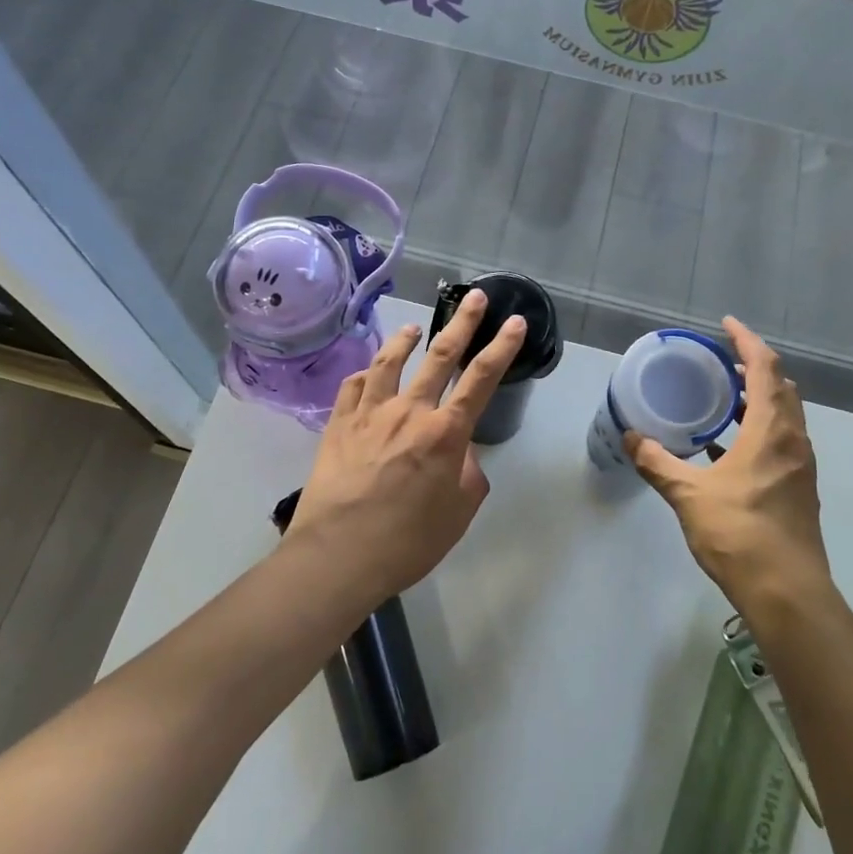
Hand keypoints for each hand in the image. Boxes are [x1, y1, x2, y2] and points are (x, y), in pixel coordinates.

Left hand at [289, 290, 525, 601]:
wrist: (338, 556)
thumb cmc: (407, 542)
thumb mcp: (458, 514)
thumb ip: (467, 474)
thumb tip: (460, 453)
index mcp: (445, 433)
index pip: (481, 378)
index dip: (502, 347)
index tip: (515, 322)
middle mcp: (409, 411)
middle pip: (440, 356)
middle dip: (462, 324)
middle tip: (475, 297)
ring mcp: (369, 413)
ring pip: (390, 362)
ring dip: (406, 340)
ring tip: (415, 327)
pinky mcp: (338, 424)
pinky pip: (353, 386)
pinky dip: (366, 373)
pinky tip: (369, 371)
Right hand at [624, 317, 831, 612]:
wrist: (787, 593)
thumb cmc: (739, 534)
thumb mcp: (688, 495)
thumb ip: (658, 462)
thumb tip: (630, 436)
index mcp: (771, 431)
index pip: (765, 368)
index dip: (746, 341)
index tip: (725, 325)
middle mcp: (793, 441)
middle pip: (781, 388)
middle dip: (754, 367)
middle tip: (721, 362)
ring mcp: (800, 467)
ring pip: (784, 416)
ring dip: (758, 399)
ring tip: (723, 397)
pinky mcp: (798, 489)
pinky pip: (780, 442)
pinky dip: (758, 430)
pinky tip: (727, 448)